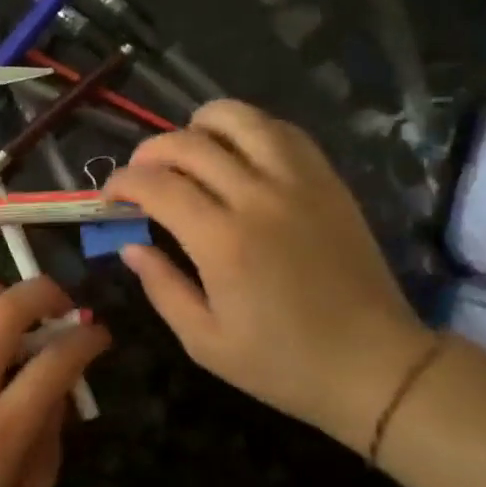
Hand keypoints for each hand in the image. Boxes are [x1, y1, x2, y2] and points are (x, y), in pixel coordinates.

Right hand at [106, 101, 434, 451]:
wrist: (375, 366)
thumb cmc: (284, 363)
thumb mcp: (205, 342)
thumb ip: (162, 288)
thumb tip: (131, 245)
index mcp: (222, 241)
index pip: (157, 185)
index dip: (123, 183)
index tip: (110, 196)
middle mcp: (258, 198)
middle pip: (190, 144)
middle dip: (150, 151)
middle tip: (139, 173)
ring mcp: (299, 183)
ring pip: (241, 120)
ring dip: (201, 124)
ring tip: (188, 146)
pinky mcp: (328, 182)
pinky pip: (284, 132)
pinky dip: (251, 129)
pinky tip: (238, 150)